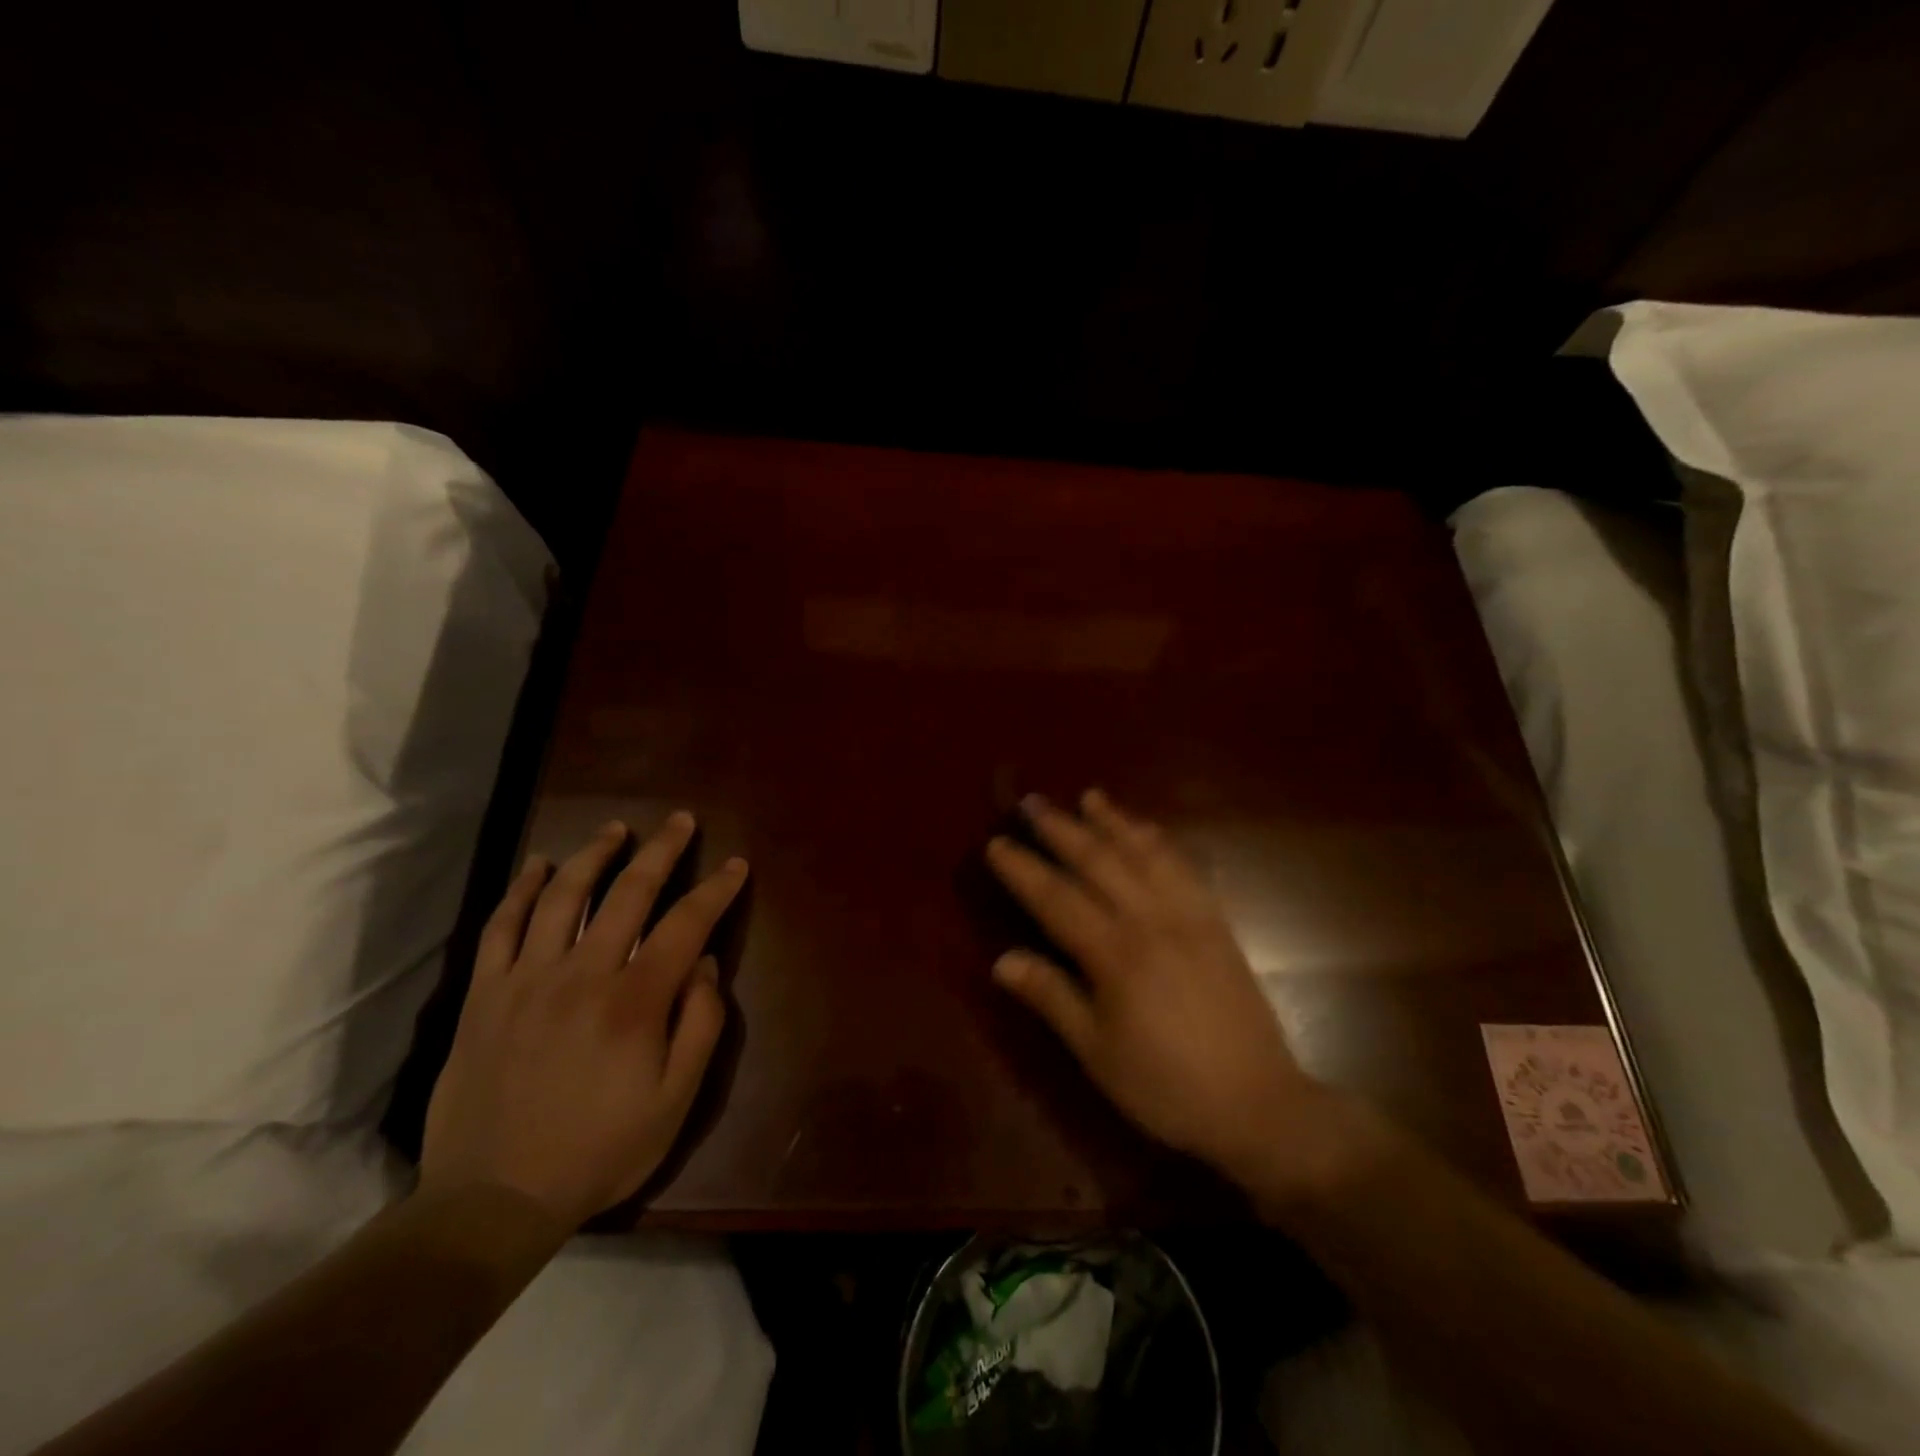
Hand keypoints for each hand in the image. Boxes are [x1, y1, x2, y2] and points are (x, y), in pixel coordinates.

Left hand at [421, 814, 745, 1229]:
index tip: (735, 865)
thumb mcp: (675, 1101)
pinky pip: (502, 927)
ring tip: (617, 829)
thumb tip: (703, 964)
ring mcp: (528, 979)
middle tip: (680, 820)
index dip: (715, 889)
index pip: (686, 924)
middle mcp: (583, 974)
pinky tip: (537, 865)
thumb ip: (700, 1025)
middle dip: (662, 850)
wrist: (493, 1199)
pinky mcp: (486, 994)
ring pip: (564, 896)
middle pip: (629, 892)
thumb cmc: (599, 1150)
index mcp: (634, 1001)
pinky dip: (521, 890)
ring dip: (594, 854)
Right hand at [985, 790, 1330, 1189]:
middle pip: (1098, 861)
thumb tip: (1001, 960)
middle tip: (1033, 802)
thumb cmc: (1165, 1086)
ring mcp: (1189, 916)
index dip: (1023, 869)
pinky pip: (1184, 868)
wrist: (1258, 1105)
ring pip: (1144, 854)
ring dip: (1114, 822)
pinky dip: (1159, 842)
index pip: (1056, 898)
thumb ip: (1052, 997)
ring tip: (1090, 797)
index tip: (997, 843)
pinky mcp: (1216, 922)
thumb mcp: (1097, 1052)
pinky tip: (1146, 831)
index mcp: (1115, 955)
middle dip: (1062, 829)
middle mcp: (1151, 921)